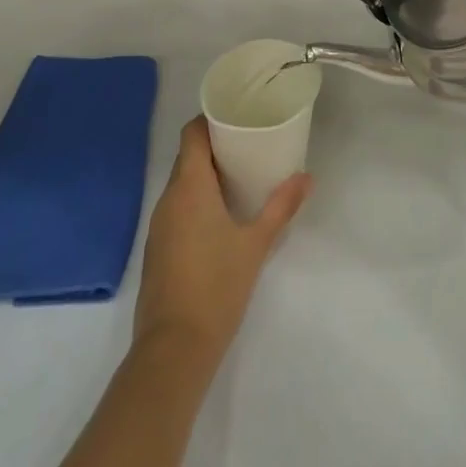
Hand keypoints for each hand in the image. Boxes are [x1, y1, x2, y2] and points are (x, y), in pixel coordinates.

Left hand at [133, 118, 309, 365]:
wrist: (173, 350)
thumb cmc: (216, 286)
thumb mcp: (256, 244)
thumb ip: (281, 207)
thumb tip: (307, 177)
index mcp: (189, 187)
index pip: (192, 134)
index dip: (211, 119)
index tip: (238, 115)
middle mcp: (168, 199)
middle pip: (188, 157)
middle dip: (215, 146)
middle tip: (250, 143)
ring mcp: (159, 226)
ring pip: (182, 184)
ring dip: (206, 174)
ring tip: (241, 175)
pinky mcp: (158, 249)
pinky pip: (177, 208)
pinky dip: (197, 200)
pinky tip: (221, 214)